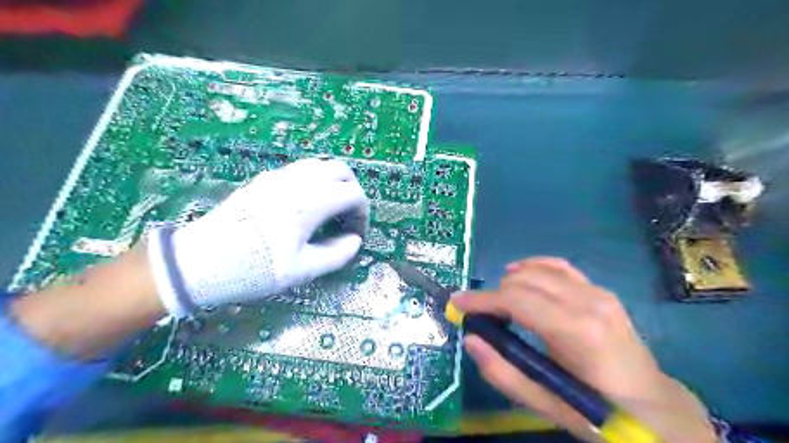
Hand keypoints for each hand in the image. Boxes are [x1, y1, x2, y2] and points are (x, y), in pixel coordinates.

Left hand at [148, 158, 367, 316]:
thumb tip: (354, 240)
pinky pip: (300, 170)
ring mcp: (278, 176)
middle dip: (352, 191)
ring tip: (330, 212)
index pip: (353, 194)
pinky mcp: (263, 180)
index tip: (356, 235)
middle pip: (340, 170)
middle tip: (348, 218)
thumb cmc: (254, 268)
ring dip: (334, 184)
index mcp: (310, 202)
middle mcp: (297, 181)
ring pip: (320, 165)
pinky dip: (316, 182)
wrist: (199, 262)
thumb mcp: (301, 270)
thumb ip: (337, 254)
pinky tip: (307, 206)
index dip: (362, 214)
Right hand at [449, 257, 715, 442]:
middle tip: (478, 315)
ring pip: (537, 270)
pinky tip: (518, 274)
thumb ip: (504, 373)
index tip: (456, 304)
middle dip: (493, 294)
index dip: (481, 300)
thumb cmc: (601, 412)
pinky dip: (533, 266)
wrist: (656, 407)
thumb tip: (470, 340)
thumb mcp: (548, 405)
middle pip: (523, 281)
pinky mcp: (600, 290)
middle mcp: (588, 302)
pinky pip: (558, 266)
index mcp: (577, 332)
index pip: (516, 300)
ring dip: (509, 283)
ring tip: (498, 305)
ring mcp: (597, 292)